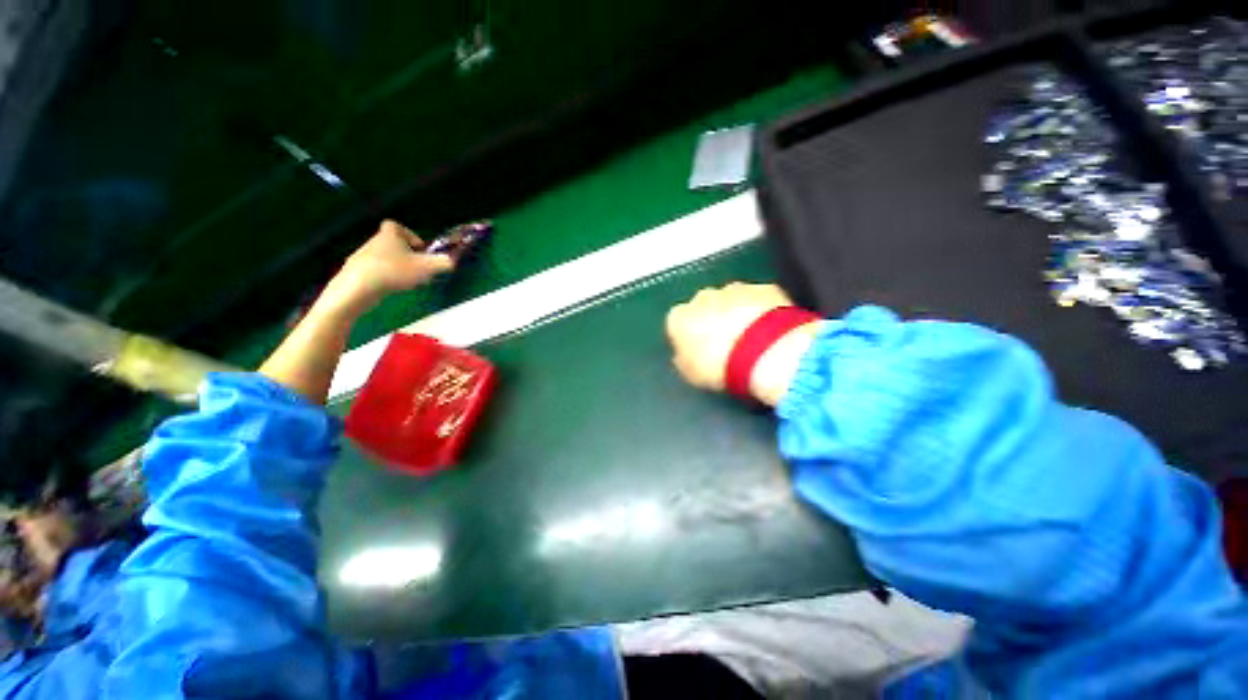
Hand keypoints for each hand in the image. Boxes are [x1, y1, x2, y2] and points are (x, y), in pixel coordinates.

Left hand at [323, 220, 454, 315]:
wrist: (357, 288)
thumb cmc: (394, 271)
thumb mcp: (426, 268)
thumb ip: (443, 263)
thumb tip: (453, 261)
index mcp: (389, 236)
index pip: (394, 225)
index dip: (408, 234)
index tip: (420, 248)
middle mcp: (373, 243)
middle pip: (391, 243)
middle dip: (406, 254)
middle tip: (418, 268)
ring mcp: (362, 258)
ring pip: (383, 258)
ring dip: (396, 267)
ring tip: (407, 281)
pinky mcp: (355, 273)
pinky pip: (374, 271)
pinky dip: (384, 277)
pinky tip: (391, 289)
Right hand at [665, 283, 821, 405]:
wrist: (766, 352)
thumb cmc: (721, 366)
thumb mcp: (692, 375)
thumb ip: (684, 361)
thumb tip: (684, 357)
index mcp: (679, 318)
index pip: (678, 325)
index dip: (689, 339)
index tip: (699, 353)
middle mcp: (702, 297)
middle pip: (704, 307)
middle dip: (712, 322)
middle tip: (726, 346)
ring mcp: (734, 289)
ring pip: (731, 300)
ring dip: (737, 315)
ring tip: (750, 340)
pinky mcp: (764, 288)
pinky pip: (759, 300)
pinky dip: (762, 311)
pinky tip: (770, 331)